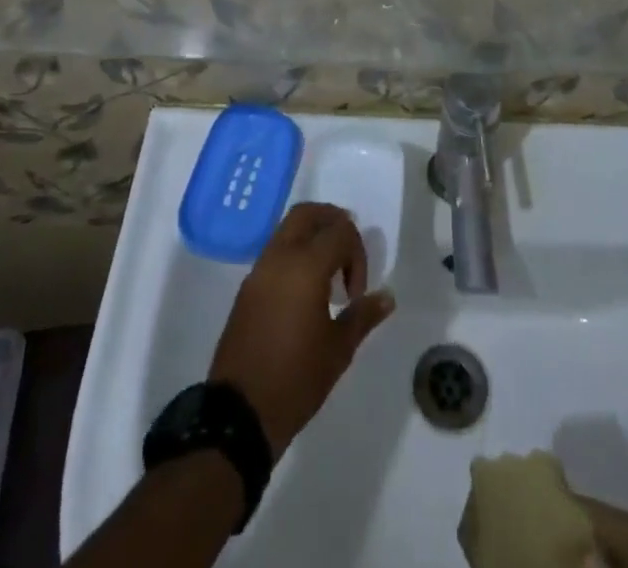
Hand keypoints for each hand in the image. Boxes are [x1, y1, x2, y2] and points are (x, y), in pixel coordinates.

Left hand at [209, 203, 394, 457]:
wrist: (239, 413)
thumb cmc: (296, 379)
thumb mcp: (338, 349)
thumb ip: (363, 315)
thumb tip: (387, 296)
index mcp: (305, 265)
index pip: (340, 230)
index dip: (357, 254)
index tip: (356, 293)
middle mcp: (280, 257)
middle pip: (308, 213)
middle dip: (333, 223)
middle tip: (348, 254)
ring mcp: (259, 270)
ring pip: (288, 230)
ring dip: (312, 238)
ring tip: (329, 277)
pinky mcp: (247, 287)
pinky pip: (275, 252)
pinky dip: (295, 255)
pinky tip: (305, 293)